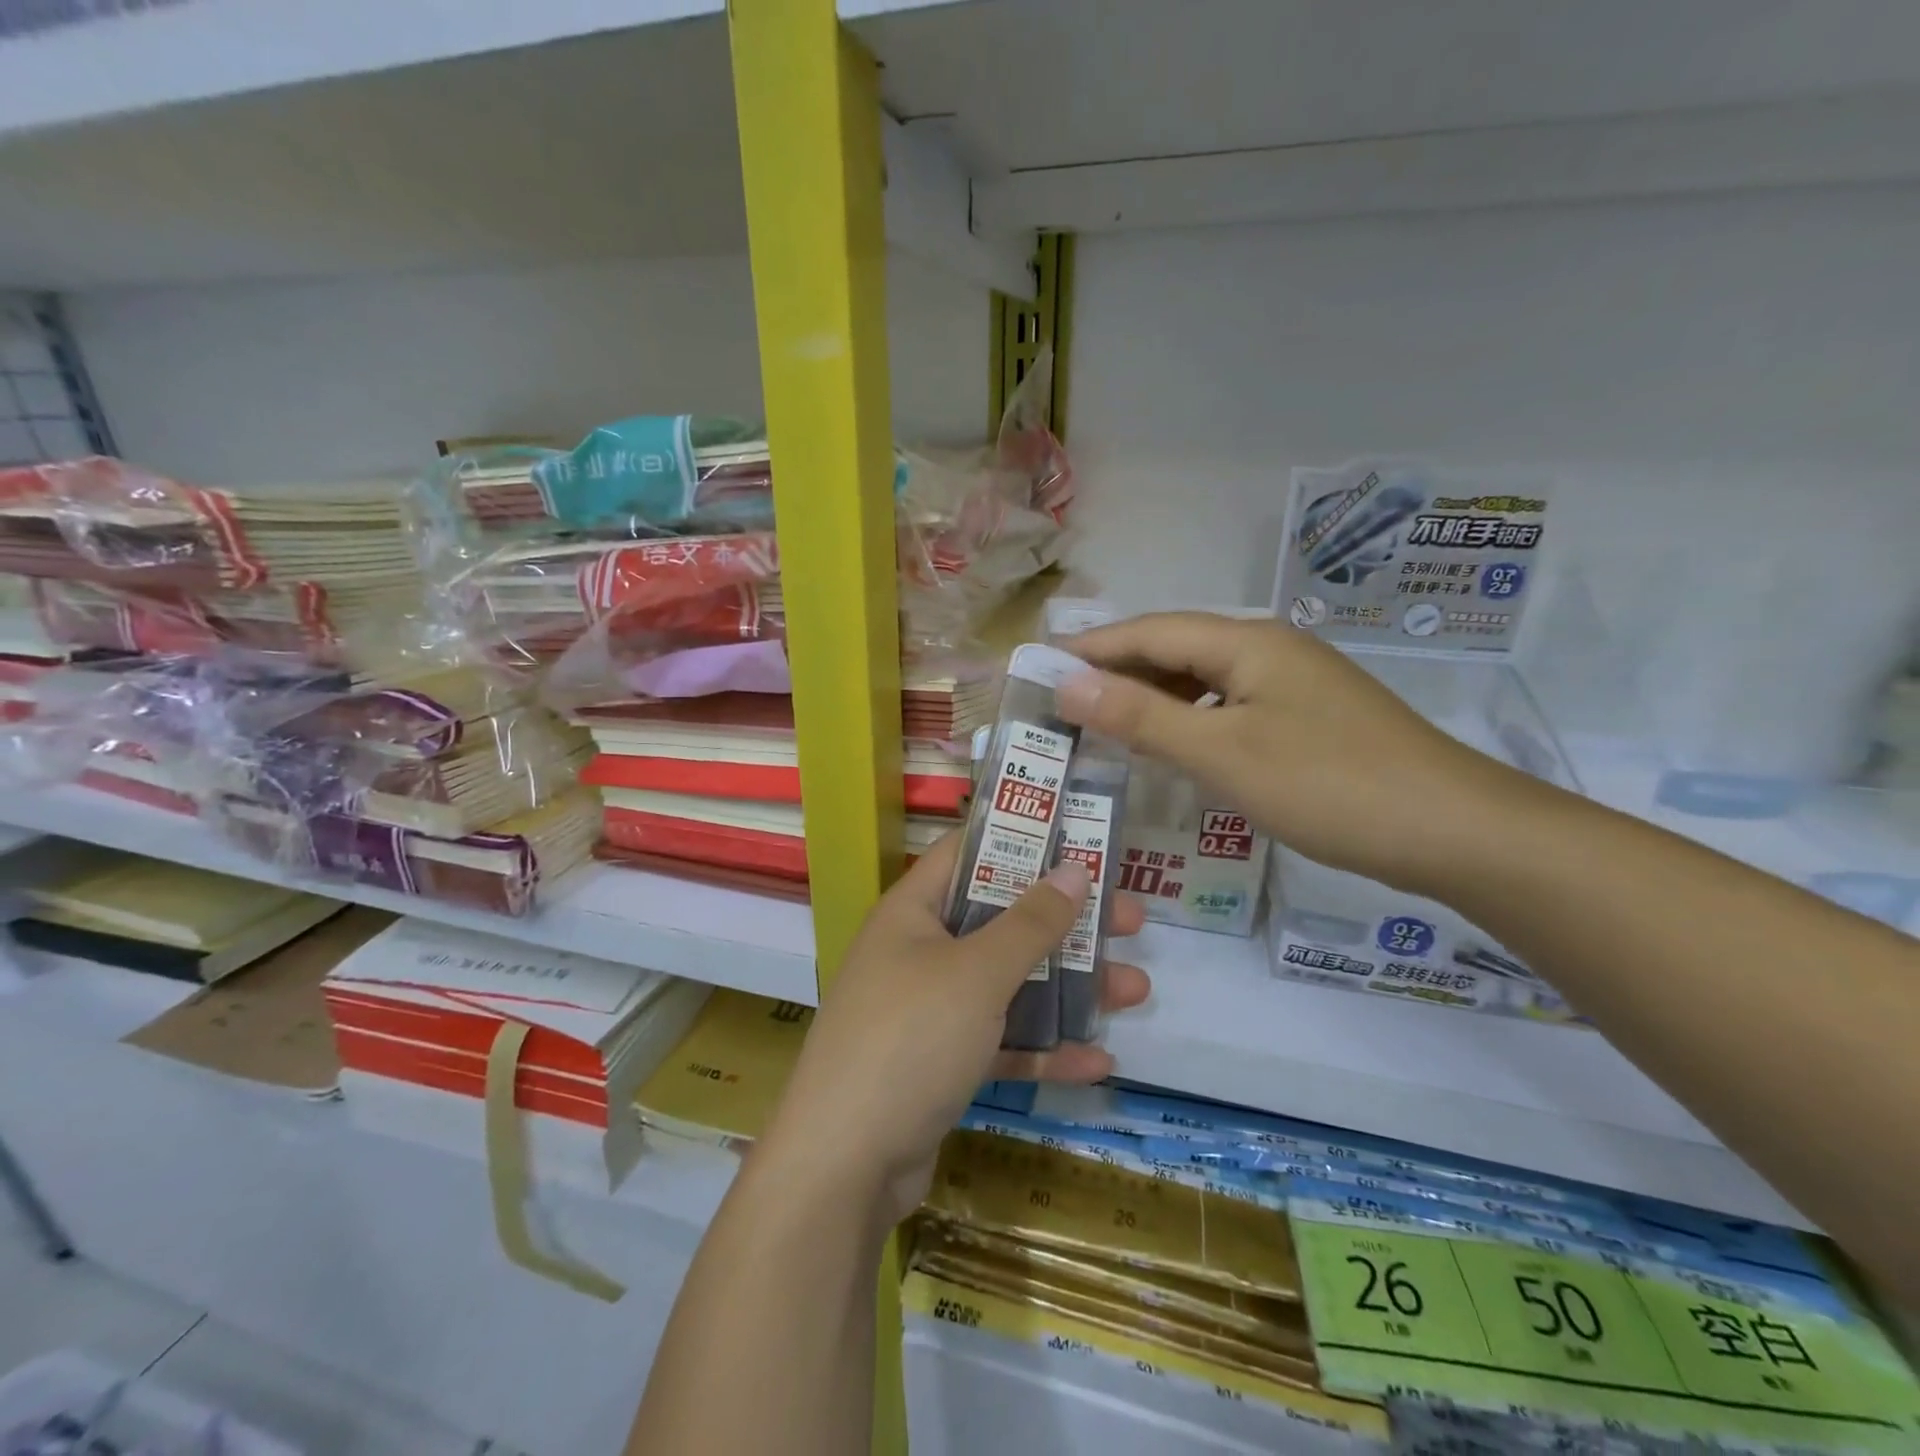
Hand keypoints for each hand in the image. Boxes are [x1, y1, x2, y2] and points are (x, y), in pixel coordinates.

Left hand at [762, 833, 1147, 1225]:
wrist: (844, 1167)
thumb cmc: (910, 1039)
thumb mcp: (977, 973)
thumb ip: (1030, 923)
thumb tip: (1074, 869)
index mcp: (914, 911)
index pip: (969, 852)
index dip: (1023, 840)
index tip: (1081, 840)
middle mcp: (920, 952)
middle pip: (1002, 920)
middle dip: (1066, 922)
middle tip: (1130, 919)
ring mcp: (930, 1010)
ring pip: (1009, 984)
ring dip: (1069, 988)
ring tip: (1136, 989)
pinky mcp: (941, 1064)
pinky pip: (1001, 1042)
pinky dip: (1044, 1049)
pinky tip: (1098, 1061)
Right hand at [1057, 612, 1521, 895]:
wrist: (1456, 831)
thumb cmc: (1330, 786)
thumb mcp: (1223, 753)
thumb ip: (1141, 716)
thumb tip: (1066, 682)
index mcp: (1246, 643)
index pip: (1148, 631)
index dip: (1089, 647)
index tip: (1037, 665)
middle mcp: (1268, 649)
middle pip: (1174, 648)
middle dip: (1115, 670)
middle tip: (1061, 700)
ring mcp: (1292, 683)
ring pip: (1202, 679)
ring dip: (1150, 695)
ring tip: (1102, 721)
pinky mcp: (1306, 717)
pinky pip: (1228, 705)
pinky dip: (1188, 719)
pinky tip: (1172, 744)